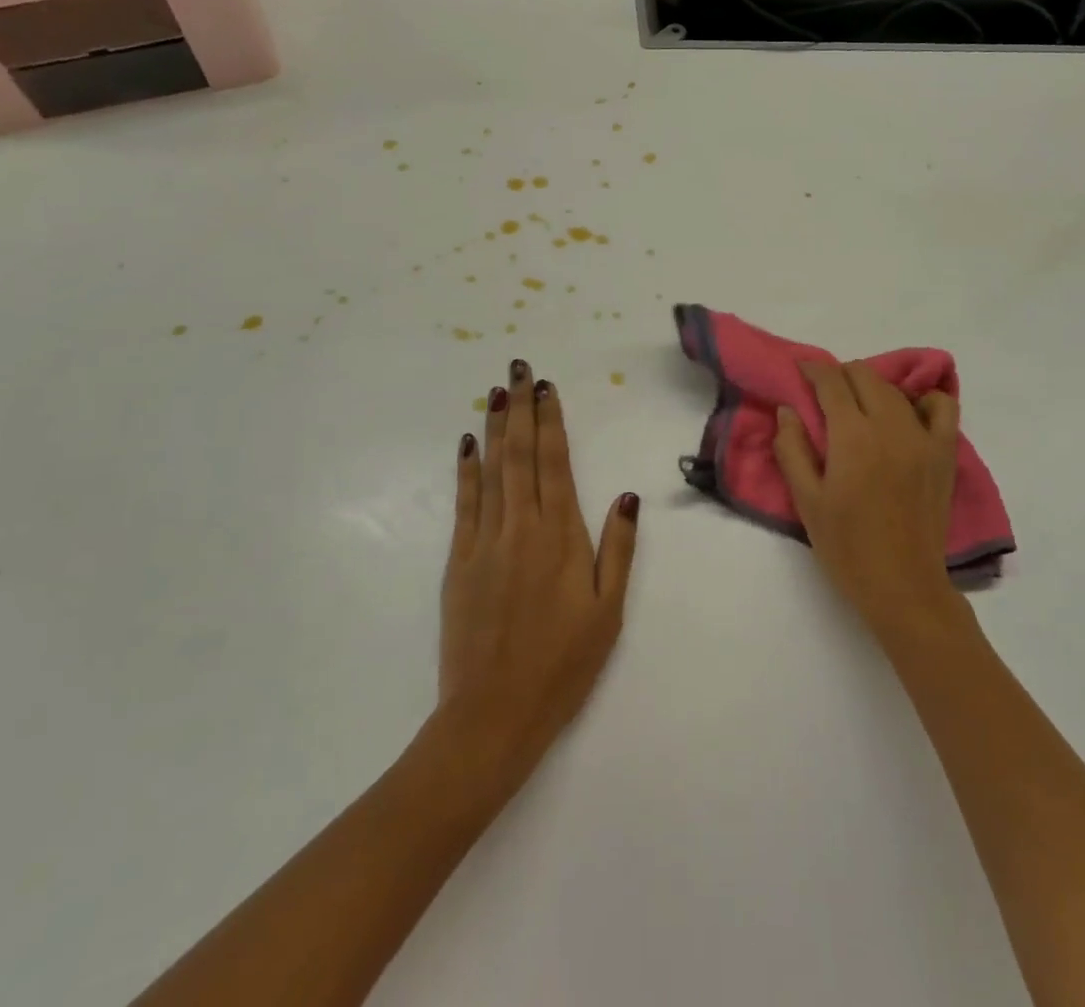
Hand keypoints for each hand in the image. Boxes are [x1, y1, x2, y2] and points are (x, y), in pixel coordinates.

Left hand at [440, 360, 638, 778]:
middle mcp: (522, 526)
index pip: (556, 463)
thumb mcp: (608, 611)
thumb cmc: (562, 665)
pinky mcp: (458, 561)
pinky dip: (467, 469)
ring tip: (496, 392)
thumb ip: (617, 549)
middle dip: (521, 409)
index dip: (551, 421)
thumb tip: (626, 496)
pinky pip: (464, 503)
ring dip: (496, 428)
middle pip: (522, 455)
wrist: (493, 715)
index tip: (547, 388)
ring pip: (492, 470)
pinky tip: (469, 444)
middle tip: (518, 370)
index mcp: (561, 536)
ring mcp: (485, 541)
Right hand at [773, 361, 964, 643]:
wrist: (902, 586)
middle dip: (840, 375)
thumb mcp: (806, 501)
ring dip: (872, 386)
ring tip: (859, 405)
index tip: (801, 369)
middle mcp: (890, 426)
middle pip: (864, 376)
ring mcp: (923, 437)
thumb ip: (792, 449)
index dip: (813, 370)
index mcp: (852, 436)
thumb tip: (787, 409)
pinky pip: (942, 407)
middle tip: (825, 394)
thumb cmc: (846, 547)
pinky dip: (924, 400)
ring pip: (896, 389)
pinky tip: (908, 414)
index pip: (831, 382)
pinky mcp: (944, 453)